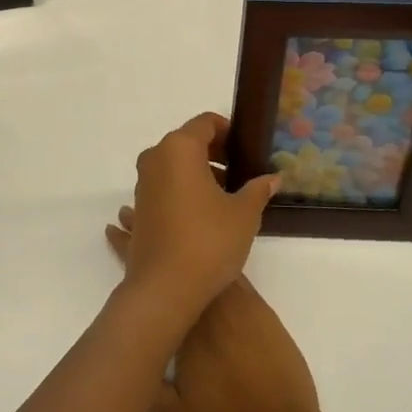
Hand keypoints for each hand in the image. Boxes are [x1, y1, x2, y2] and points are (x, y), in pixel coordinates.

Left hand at [105, 113, 277, 323]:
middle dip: (215, 153)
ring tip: (226, 196)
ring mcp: (142, 184)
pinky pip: (164, 186)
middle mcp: (155, 158)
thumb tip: (272, 178)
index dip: (228, 131)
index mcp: (179, 148)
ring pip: (174, 166)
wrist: (164, 288)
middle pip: (187, 142)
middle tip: (241, 172)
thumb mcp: (244, 214)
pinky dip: (182, 189)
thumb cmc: (209, 241)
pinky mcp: (139, 208)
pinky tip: (202, 214)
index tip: (246, 149)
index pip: (205, 123)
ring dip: (199, 173)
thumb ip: (258, 189)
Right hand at [108, 204, 322, 411]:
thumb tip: (124, 356)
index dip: (130, 252)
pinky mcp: (259, 309)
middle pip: (174, 260)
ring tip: (163, 220)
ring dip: (180, 239)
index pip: (151, 282)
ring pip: (202, 258)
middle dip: (149, 234)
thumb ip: (146, 386)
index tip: (114, 230)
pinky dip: (215, 253)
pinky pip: (232, 270)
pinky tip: (206, 244)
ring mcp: (237, 304)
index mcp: (183, 329)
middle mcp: (208, 307)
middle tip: (129, 213)